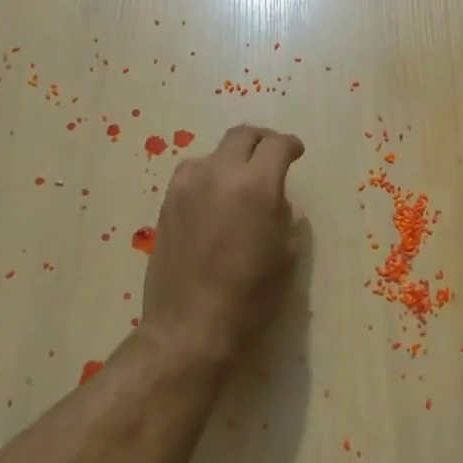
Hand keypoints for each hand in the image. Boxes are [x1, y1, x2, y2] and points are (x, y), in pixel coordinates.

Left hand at [142, 124, 304, 363]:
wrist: (190, 325)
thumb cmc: (250, 296)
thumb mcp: (286, 255)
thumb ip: (283, 217)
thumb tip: (275, 202)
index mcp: (256, 186)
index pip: (276, 146)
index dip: (290, 145)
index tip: (296, 152)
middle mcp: (219, 174)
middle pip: (241, 136)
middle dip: (261, 141)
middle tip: (272, 155)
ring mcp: (187, 186)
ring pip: (213, 153)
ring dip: (232, 159)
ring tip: (240, 180)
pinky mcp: (166, 202)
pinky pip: (191, 174)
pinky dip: (208, 176)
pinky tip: (213, 198)